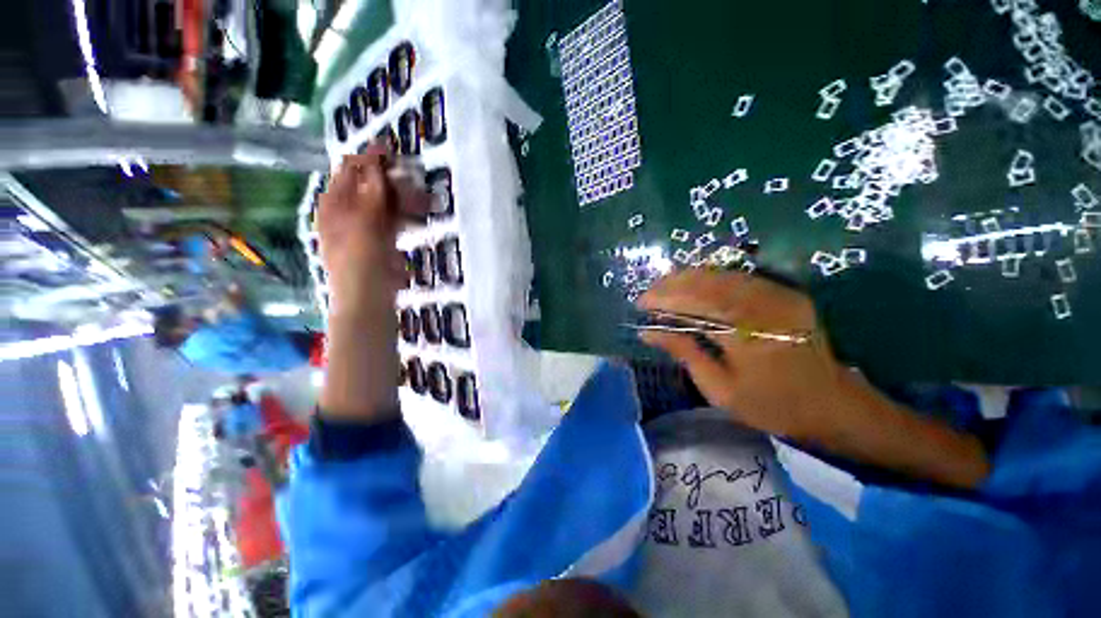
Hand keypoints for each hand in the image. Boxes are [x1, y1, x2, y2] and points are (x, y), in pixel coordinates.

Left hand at [318, 147, 427, 319]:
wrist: (368, 302)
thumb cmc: (360, 266)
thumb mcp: (363, 228)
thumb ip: (370, 197)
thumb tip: (375, 165)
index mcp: (334, 205)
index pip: (349, 171)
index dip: (369, 159)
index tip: (394, 151)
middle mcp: (349, 211)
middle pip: (369, 185)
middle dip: (392, 179)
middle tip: (415, 180)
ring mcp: (367, 226)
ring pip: (385, 201)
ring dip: (404, 197)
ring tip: (425, 199)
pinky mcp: (383, 239)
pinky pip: (395, 219)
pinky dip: (407, 214)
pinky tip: (421, 213)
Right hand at [637, 268, 988, 488]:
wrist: (835, 406)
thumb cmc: (773, 406)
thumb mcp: (720, 389)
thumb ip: (684, 352)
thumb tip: (647, 332)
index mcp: (746, 333)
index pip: (693, 303)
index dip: (664, 299)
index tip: (641, 303)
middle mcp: (763, 305)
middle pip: (707, 281)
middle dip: (672, 283)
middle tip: (649, 293)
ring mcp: (778, 295)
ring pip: (721, 274)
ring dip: (688, 278)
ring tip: (664, 288)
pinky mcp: (784, 293)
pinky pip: (738, 278)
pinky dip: (709, 279)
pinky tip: (693, 287)